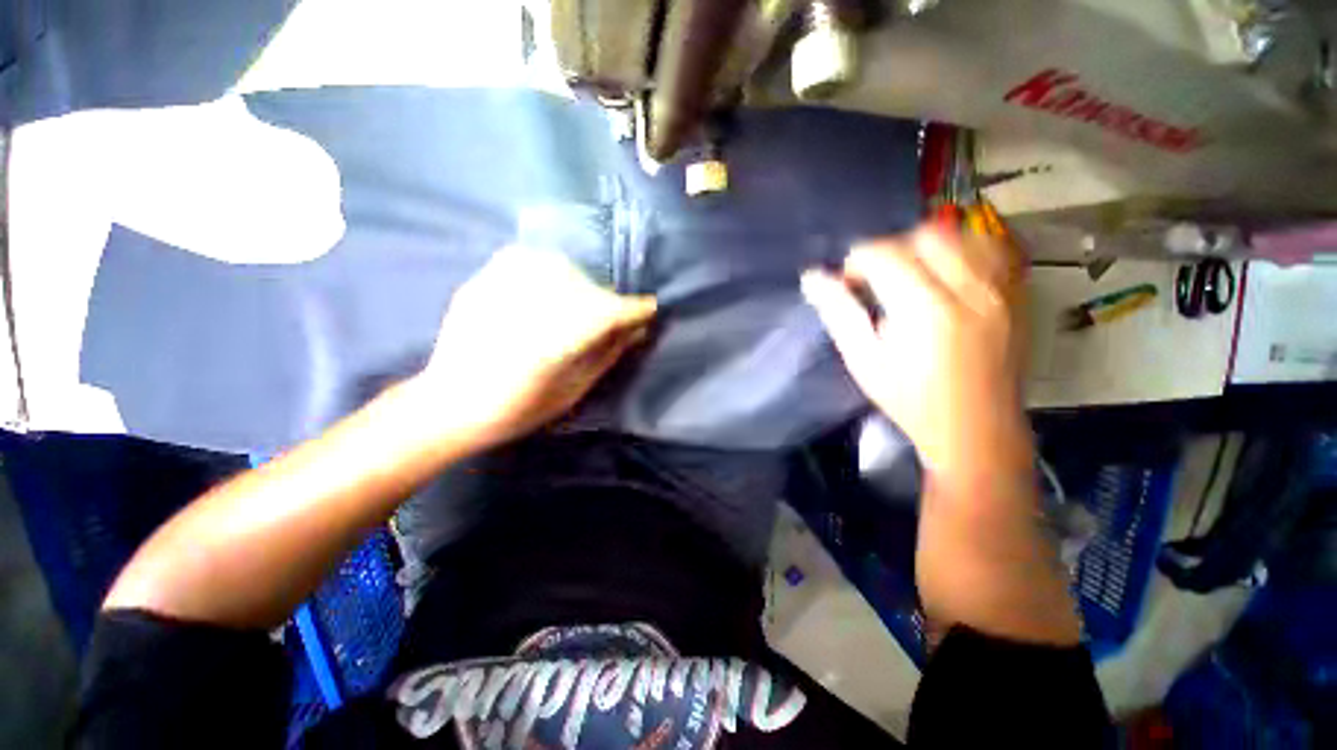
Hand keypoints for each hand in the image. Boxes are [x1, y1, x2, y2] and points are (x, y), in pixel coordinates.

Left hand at [417, 247, 655, 448]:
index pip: (613, 312)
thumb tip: (638, 330)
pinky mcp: (483, 280)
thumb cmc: (518, 408)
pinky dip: (545, 268)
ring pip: (562, 267)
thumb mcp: (574, 390)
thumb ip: (608, 355)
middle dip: (608, 304)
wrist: (449, 403)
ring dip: (579, 285)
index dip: (637, 310)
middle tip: (609, 321)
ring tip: (576, 306)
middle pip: (590, 288)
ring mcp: (504, 287)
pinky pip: (525, 258)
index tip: (649, 311)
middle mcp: (534, 305)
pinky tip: (545, 287)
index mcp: (559, 340)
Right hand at [801, 226, 1028, 477]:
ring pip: (964, 234)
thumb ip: (838, 313)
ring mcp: (1002, 290)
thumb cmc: (910, 400)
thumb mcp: (863, 360)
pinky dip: (965, 248)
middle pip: (926, 235)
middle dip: (892, 248)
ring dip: (929, 245)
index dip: (857, 262)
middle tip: (879, 278)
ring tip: (914, 273)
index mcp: (925, 310)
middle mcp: (970, 290)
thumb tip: (812, 277)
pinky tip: (950, 272)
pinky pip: (994, 249)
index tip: (850, 284)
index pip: (884, 253)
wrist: (976, 430)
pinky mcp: (1019, 295)